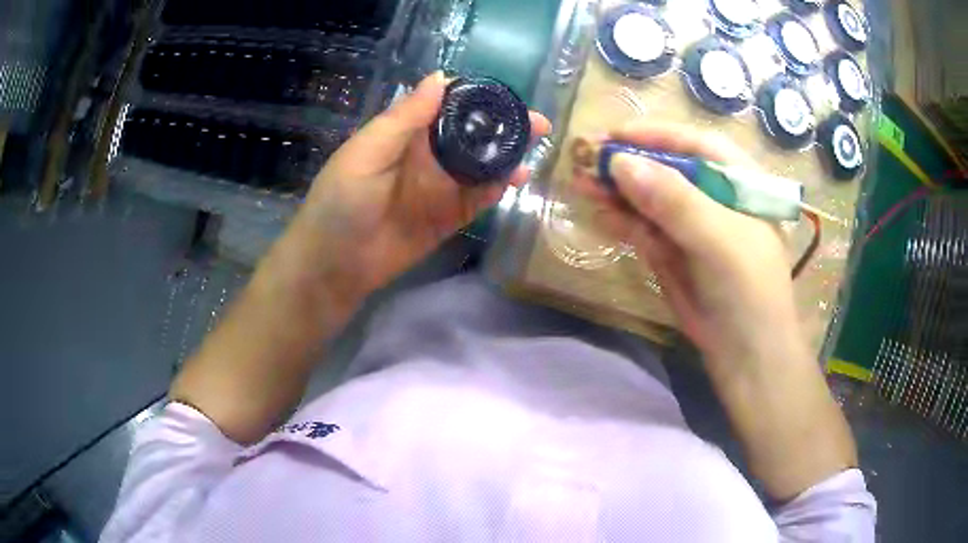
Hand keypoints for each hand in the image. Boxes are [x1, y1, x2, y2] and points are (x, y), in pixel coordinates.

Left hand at [276, 72, 550, 305]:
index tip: (506, 94)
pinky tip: (518, 177)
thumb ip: (405, 118)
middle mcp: (427, 156)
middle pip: (472, 134)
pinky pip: (479, 198)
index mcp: (406, 134)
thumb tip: (441, 77)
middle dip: (503, 125)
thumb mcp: (366, 153)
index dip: (476, 97)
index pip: (447, 106)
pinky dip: (499, 186)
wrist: (335, 266)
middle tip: (537, 122)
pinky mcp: (449, 217)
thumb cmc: (340, 203)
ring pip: (481, 164)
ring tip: (537, 145)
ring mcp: (440, 187)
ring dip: (507, 154)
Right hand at [577, 122, 857, 500]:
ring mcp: (691, 227)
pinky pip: (644, 229)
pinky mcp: (673, 254)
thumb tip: (621, 163)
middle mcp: (715, 199)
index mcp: (740, 184)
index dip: (657, 135)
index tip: (615, 135)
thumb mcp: (720, 241)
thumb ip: (675, 200)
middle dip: (629, 162)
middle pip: (668, 169)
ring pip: (650, 199)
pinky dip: (621, 220)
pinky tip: (598, 213)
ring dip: (617, 191)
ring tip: (580, 183)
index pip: (697, 146)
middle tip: (586, 157)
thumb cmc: (749, 292)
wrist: (747, 357)